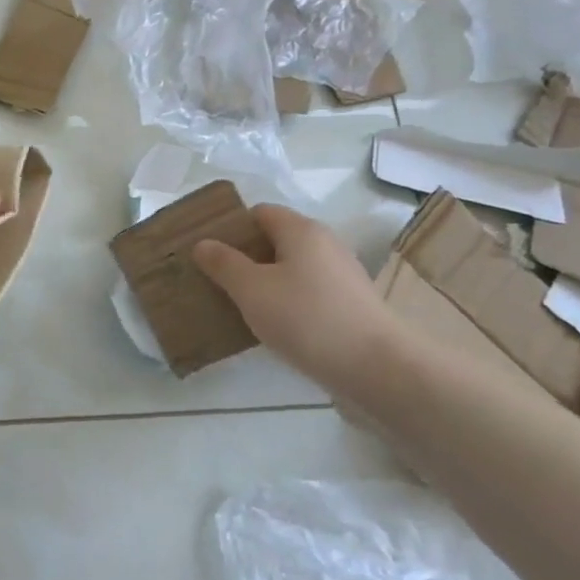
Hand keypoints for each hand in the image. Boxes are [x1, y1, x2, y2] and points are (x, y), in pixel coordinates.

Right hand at [192, 205, 405, 392]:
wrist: (375, 367)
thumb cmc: (306, 318)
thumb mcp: (251, 290)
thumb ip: (224, 264)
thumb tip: (203, 244)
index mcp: (301, 230)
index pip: (259, 213)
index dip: (232, 229)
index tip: (209, 254)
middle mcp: (325, 243)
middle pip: (276, 240)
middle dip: (246, 257)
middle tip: (217, 282)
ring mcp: (342, 274)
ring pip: (292, 268)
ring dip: (266, 282)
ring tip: (240, 307)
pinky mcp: (350, 303)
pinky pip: (308, 291)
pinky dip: (288, 301)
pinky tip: (275, 326)